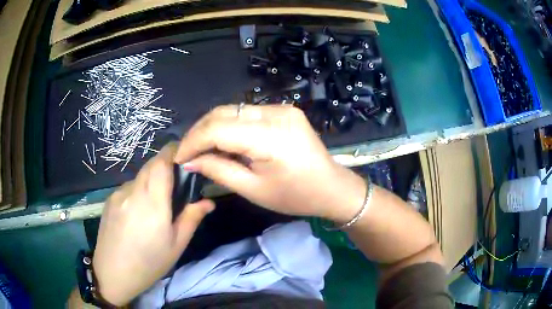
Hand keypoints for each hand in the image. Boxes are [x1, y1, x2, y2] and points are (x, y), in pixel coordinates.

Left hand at [92, 143, 214, 305]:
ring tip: (155, 205)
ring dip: (151, 181)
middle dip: (165, 165)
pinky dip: (138, 191)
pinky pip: (128, 188)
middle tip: (175, 183)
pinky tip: (137, 213)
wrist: (112, 273)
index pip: (161, 162)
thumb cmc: (149, 263)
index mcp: (152, 203)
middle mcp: (133, 191)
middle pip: (150, 165)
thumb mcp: (176, 245)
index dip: (173, 152)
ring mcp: (118, 194)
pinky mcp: (109, 199)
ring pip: (139, 176)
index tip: (184, 155)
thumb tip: (209, 202)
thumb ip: (192, 218)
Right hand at [175, 105, 364, 221]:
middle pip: (223, 113)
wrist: (332, 188)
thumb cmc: (296, 196)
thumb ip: (218, 170)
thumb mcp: (253, 190)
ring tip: (200, 148)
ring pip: (232, 111)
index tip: (179, 158)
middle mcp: (275, 113)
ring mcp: (281, 108)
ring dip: (212, 128)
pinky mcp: (284, 110)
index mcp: (270, 136)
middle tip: (186, 153)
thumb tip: (190, 162)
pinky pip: (246, 113)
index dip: (193, 142)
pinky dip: (229, 126)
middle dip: (199, 132)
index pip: (217, 129)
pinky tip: (222, 141)